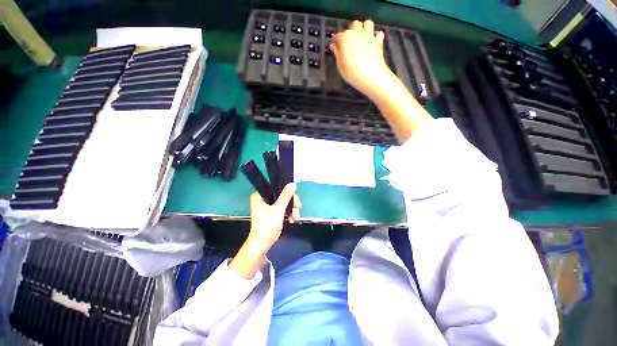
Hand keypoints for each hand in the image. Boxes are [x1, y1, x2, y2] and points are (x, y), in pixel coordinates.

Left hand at [248, 183, 301, 251]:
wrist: (262, 243)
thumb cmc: (267, 225)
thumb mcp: (278, 209)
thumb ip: (286, 196)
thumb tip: (293, 184)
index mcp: (260, 195)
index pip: (276, 187)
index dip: (287, 190)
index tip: (295, 196)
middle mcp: (263, 198)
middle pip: (282, 194)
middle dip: (292, 202)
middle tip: (298, 207)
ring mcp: (268, 206)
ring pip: (284, 202)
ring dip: (292, 208)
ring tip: (296, 216)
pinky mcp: (273, 212)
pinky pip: (284, 208)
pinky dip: (289, 213)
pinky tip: (293, 219)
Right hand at [330, 20, 394, 99]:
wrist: (371, 76)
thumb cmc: (352, 73)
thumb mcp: (340, 65)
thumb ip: (337, 54)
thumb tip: (334, 46)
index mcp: (345, 38)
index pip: (338, 36)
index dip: (335, 41)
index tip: (334, 46)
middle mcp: (357, 33)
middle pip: (354, 25)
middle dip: (351, 30)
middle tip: (348, 41)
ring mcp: (369, 36)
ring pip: (367, 23)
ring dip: (364, 28)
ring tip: (361, 37)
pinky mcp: (378, 42)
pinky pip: (378, 33)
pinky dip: (376, 36)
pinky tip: (373, 42)